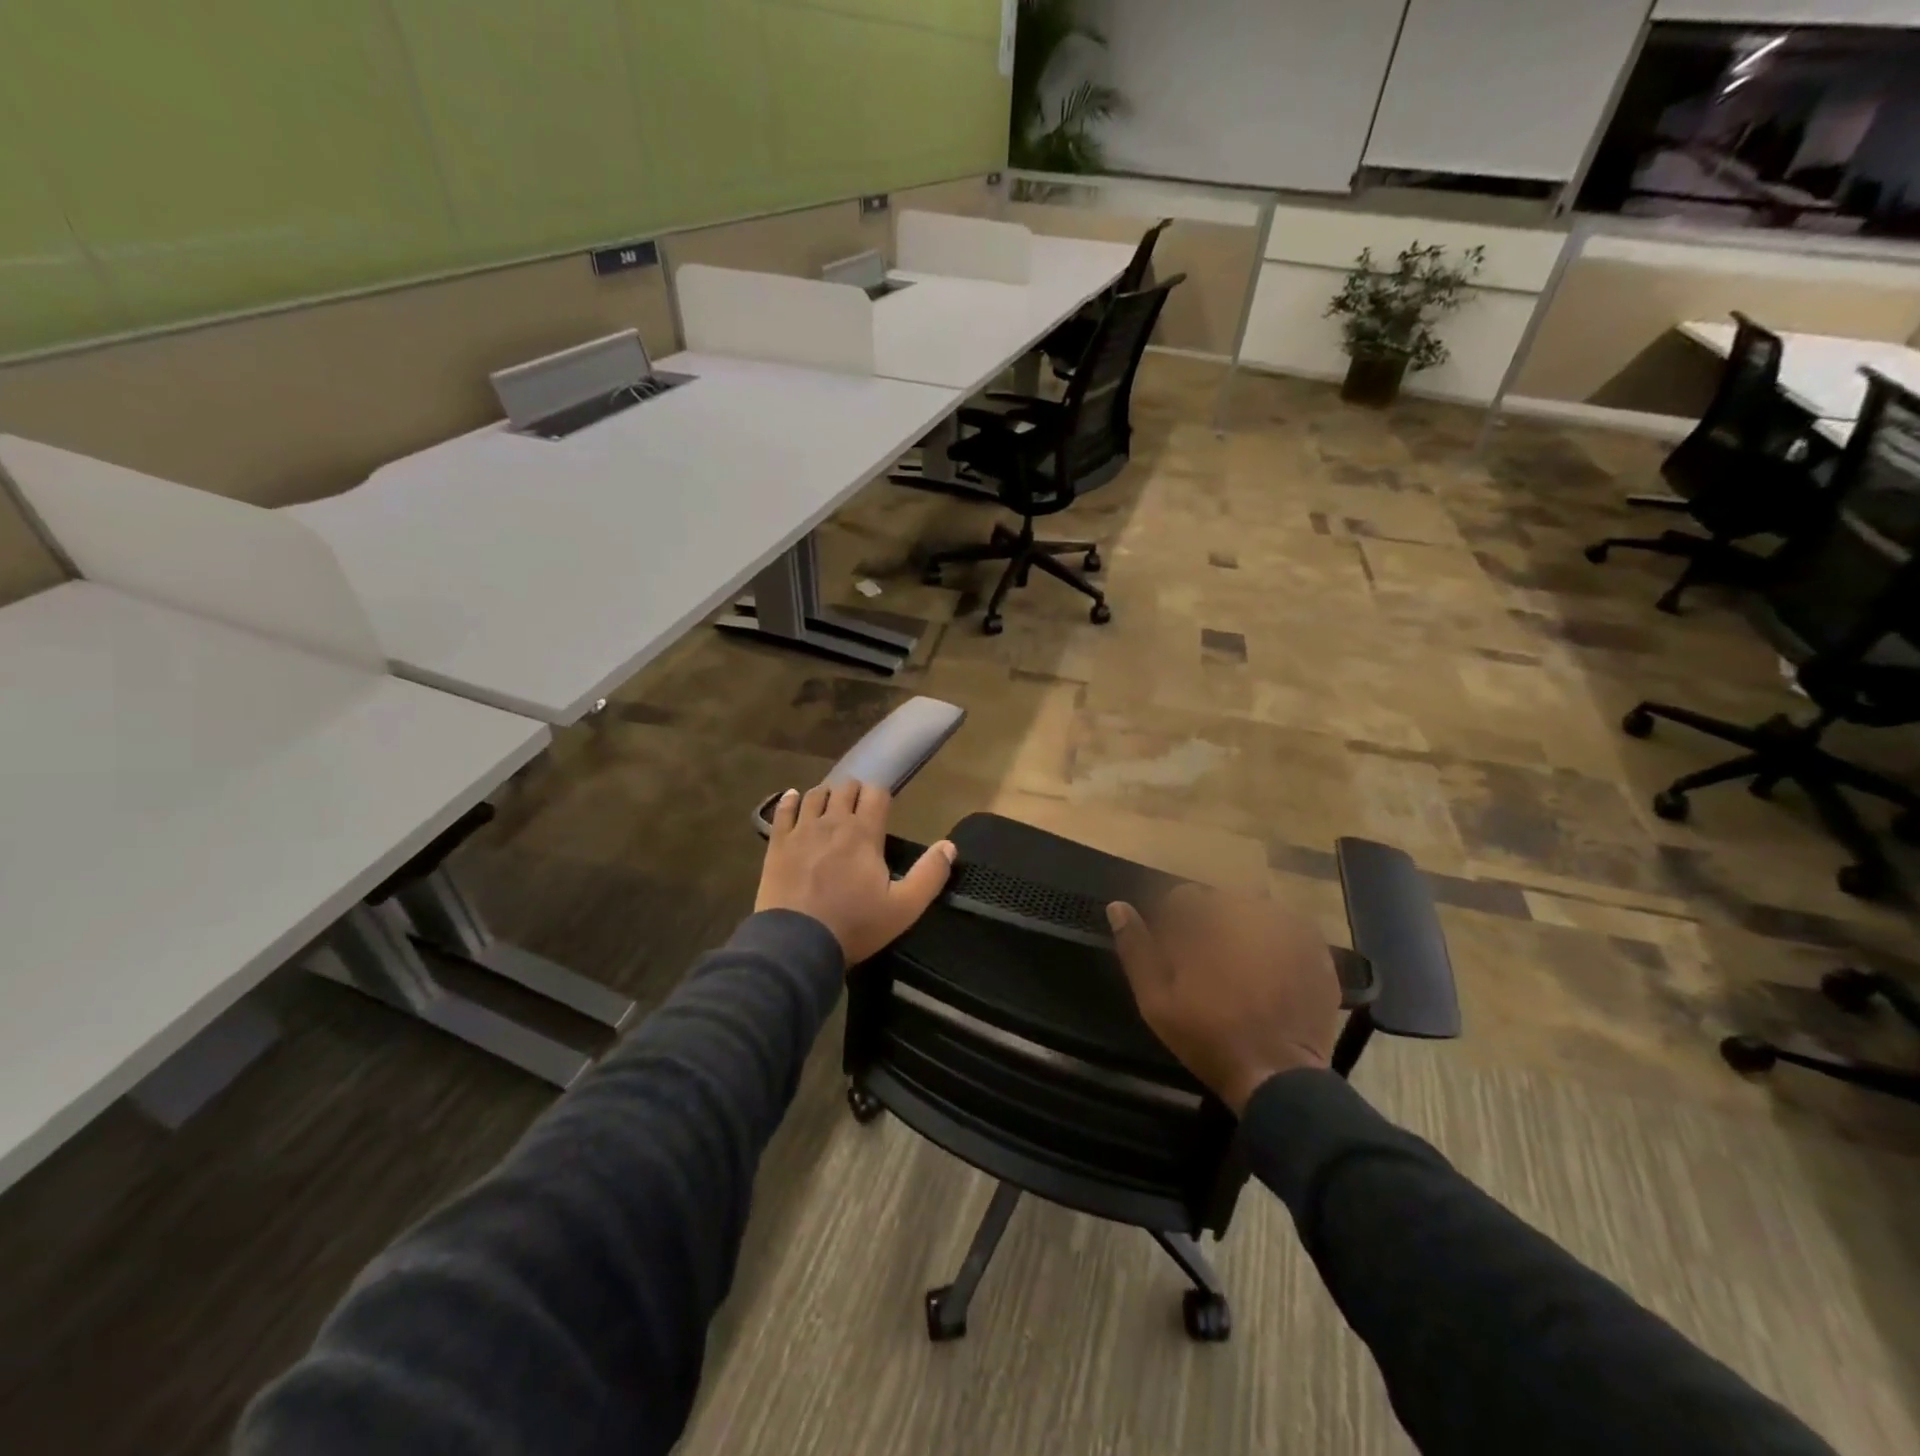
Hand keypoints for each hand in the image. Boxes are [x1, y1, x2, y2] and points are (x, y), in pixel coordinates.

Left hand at [755, 782, 955, 964]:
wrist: (797, 943)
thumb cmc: (854, 925)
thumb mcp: (904, 907)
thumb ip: (930, 874)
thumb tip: (949, 846)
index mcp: (864, 833)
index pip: (876, 794)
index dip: (881, 795)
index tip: (883, 807)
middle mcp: (833, 822)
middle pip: (845, 788)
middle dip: (855, 792)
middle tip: (859, 807)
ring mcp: (802, 831)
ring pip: (815, 794)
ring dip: (826, 794)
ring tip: (831, 804)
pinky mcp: (777, 844)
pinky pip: (783, 810)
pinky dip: (790, 800)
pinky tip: (793, 798)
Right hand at [1109, 884, 1340, 1113]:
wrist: (1278, 1076)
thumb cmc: (1208, 1036)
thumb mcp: (1156, 998)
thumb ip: (1136, 947)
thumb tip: (1117, 906)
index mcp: (1210, 918)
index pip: (1184, 896)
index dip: (1176, 925)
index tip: (1178, 956)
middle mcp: (1251, 911)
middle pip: (1221, 901)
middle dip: (1211, 925)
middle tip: (1210, 967)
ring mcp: (1290, 927)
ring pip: (1254, 911)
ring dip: (1243, 930)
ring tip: (1242, 970)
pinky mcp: (1317, 948)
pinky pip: (1287, 928)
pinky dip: (1274, 942)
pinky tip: (1269, 974)